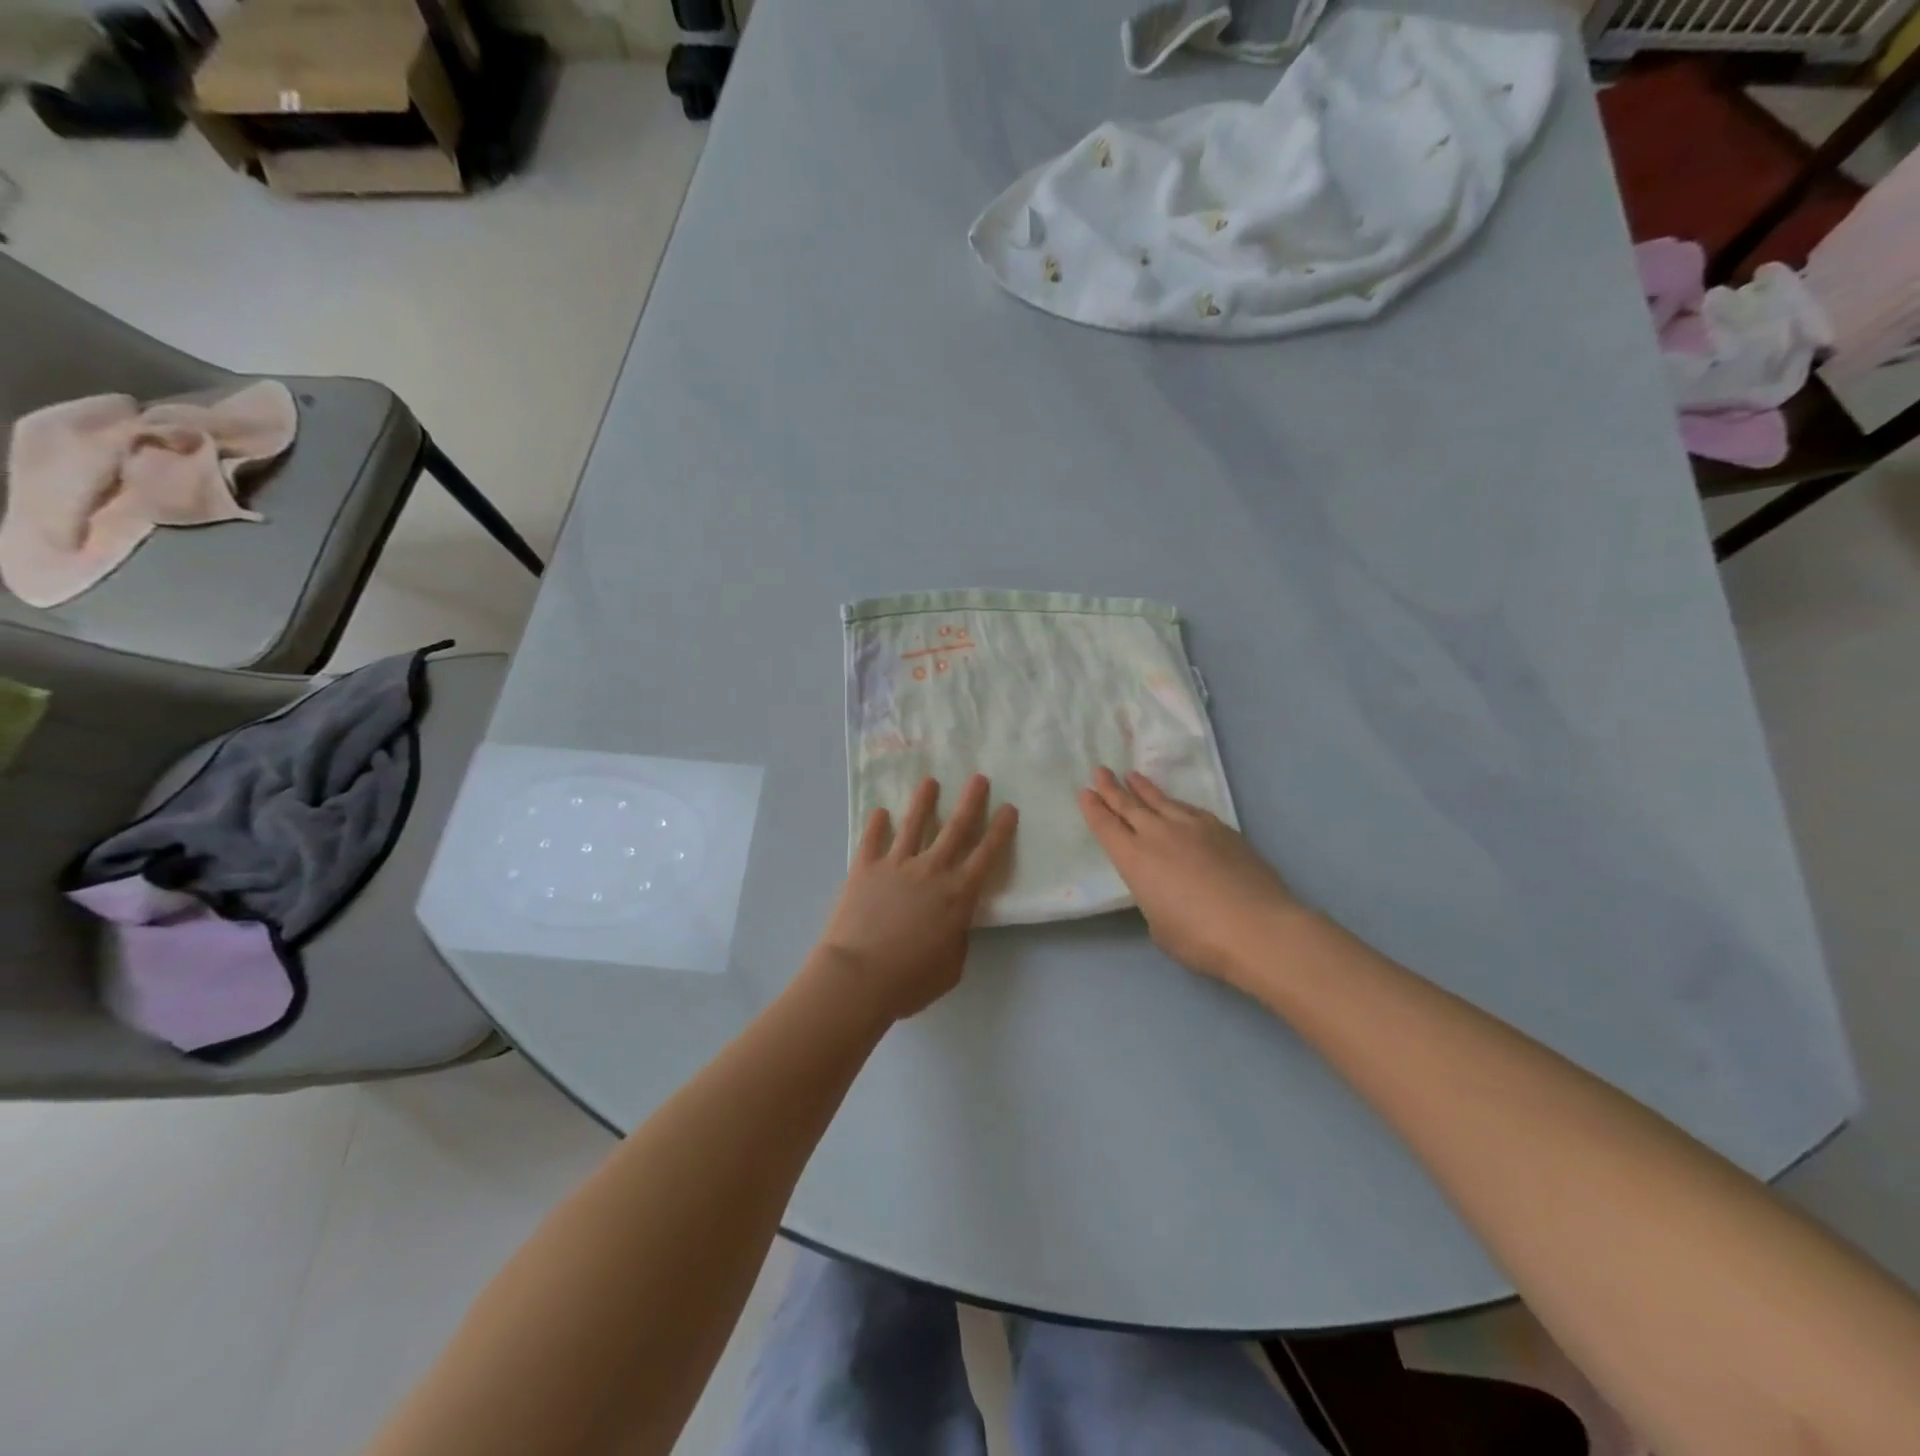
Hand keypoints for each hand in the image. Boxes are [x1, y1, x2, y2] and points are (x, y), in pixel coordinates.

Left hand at [814, 774, 1017, 1021]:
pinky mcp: (864, 869)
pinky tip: (879, 812)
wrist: (858, 977)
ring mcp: (896, 865)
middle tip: (979, 778)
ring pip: (913, 824)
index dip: (1000, 830)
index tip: (1009, 807)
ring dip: (924, 801)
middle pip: (956, 828)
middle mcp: (931, 870)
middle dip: (971, 802)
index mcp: (958, 895)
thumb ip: (957, 939)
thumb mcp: (951, 968)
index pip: (986, 854)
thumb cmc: (909, 980)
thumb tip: (953, 923)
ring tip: (930, 781)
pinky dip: (876, 824)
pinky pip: (872, 840)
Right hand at [1079, 767, 1299, 985]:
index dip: (1094, 808)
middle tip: (1100, 771)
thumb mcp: (1160, 926)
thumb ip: (1156, 901)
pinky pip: (1189, 809)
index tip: (1085, 791)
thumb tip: (1167, 891)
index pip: (1106, 827)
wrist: (1257, 927)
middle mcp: (1158, 835)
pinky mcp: (1222, 830)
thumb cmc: (1199, 938)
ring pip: (1161, 801)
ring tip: (1132, 776)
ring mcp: (1192, 828)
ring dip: (1144, 788)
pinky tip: (1176, 803)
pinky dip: (1176, 803)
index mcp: (1134, 860)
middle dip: (1112, 788)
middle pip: (1129, 805)